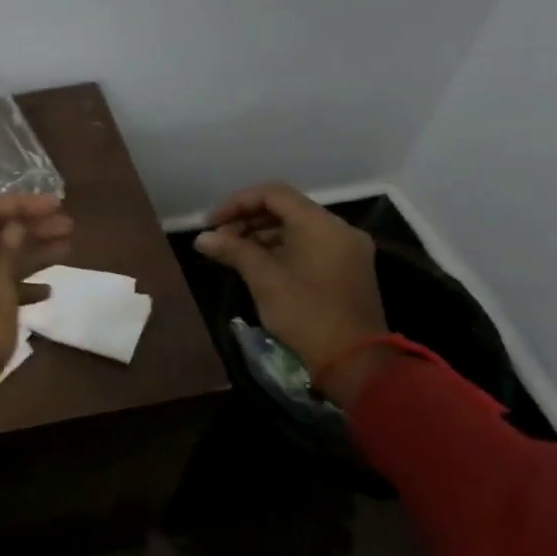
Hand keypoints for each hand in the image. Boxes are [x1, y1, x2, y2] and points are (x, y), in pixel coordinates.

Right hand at [193, 183, 388, 394]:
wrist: (355, 361)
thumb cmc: (306, 313)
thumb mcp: (263, 279)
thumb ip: (233, 250)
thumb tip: (202, 238)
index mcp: (320, 224)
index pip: (273, 194)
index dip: (237, 203)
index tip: (212, 223)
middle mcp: (338, 229)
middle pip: (285, 209)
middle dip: (247, 220)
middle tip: (218, 240)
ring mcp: (346, 249)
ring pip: (296, 228)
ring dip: (261, 236)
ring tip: (231, 254)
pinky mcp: (347, 269)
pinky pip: (309, 245)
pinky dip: (281, 249)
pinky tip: (256, 265)